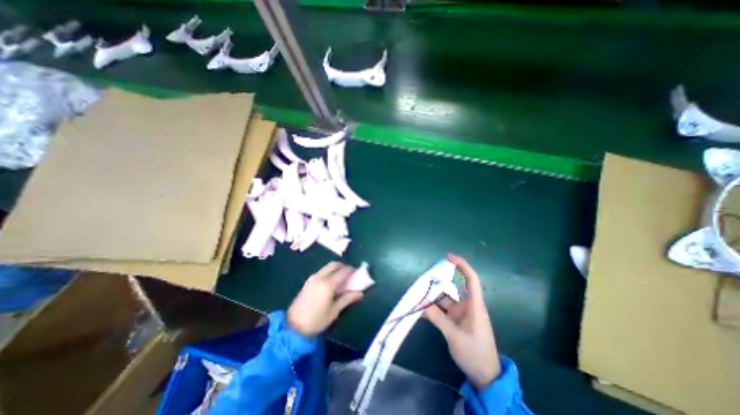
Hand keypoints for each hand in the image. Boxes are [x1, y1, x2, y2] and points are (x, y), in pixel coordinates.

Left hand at [287, 262, 362, 336]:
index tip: (358, 273)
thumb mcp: (334, 311)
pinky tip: (331, 283)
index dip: (352, 270)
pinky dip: (328, 273)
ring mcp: (312, 279)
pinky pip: (321, 272)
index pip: (343, 271)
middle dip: (343, 266)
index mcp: (327, 284)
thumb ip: (347, 299)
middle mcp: (319, 277)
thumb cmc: (316, 321)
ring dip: (335, 269)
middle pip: (333, 264)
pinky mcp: (307, 282)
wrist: (293, 328)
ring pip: (326, 267)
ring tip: (341, 279)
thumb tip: (360, 293)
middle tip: (350, 274)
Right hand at [425, 253, 499, 388]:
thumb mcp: (455, 336)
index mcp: (474, 305)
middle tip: (423, 279)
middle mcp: (467, 306)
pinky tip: (421, 309)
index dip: (462, 266)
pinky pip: (442, 310)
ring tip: (418, 294)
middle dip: (438, 282)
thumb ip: (438, 319)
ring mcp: (460, 313)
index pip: (471, 279)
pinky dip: (432, 309)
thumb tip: (422, 305)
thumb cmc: (475, 353)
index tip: (449, 257)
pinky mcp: (455, 321)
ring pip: (445, 299)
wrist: (485, 376)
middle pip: (453, 288)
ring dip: (432, 297)